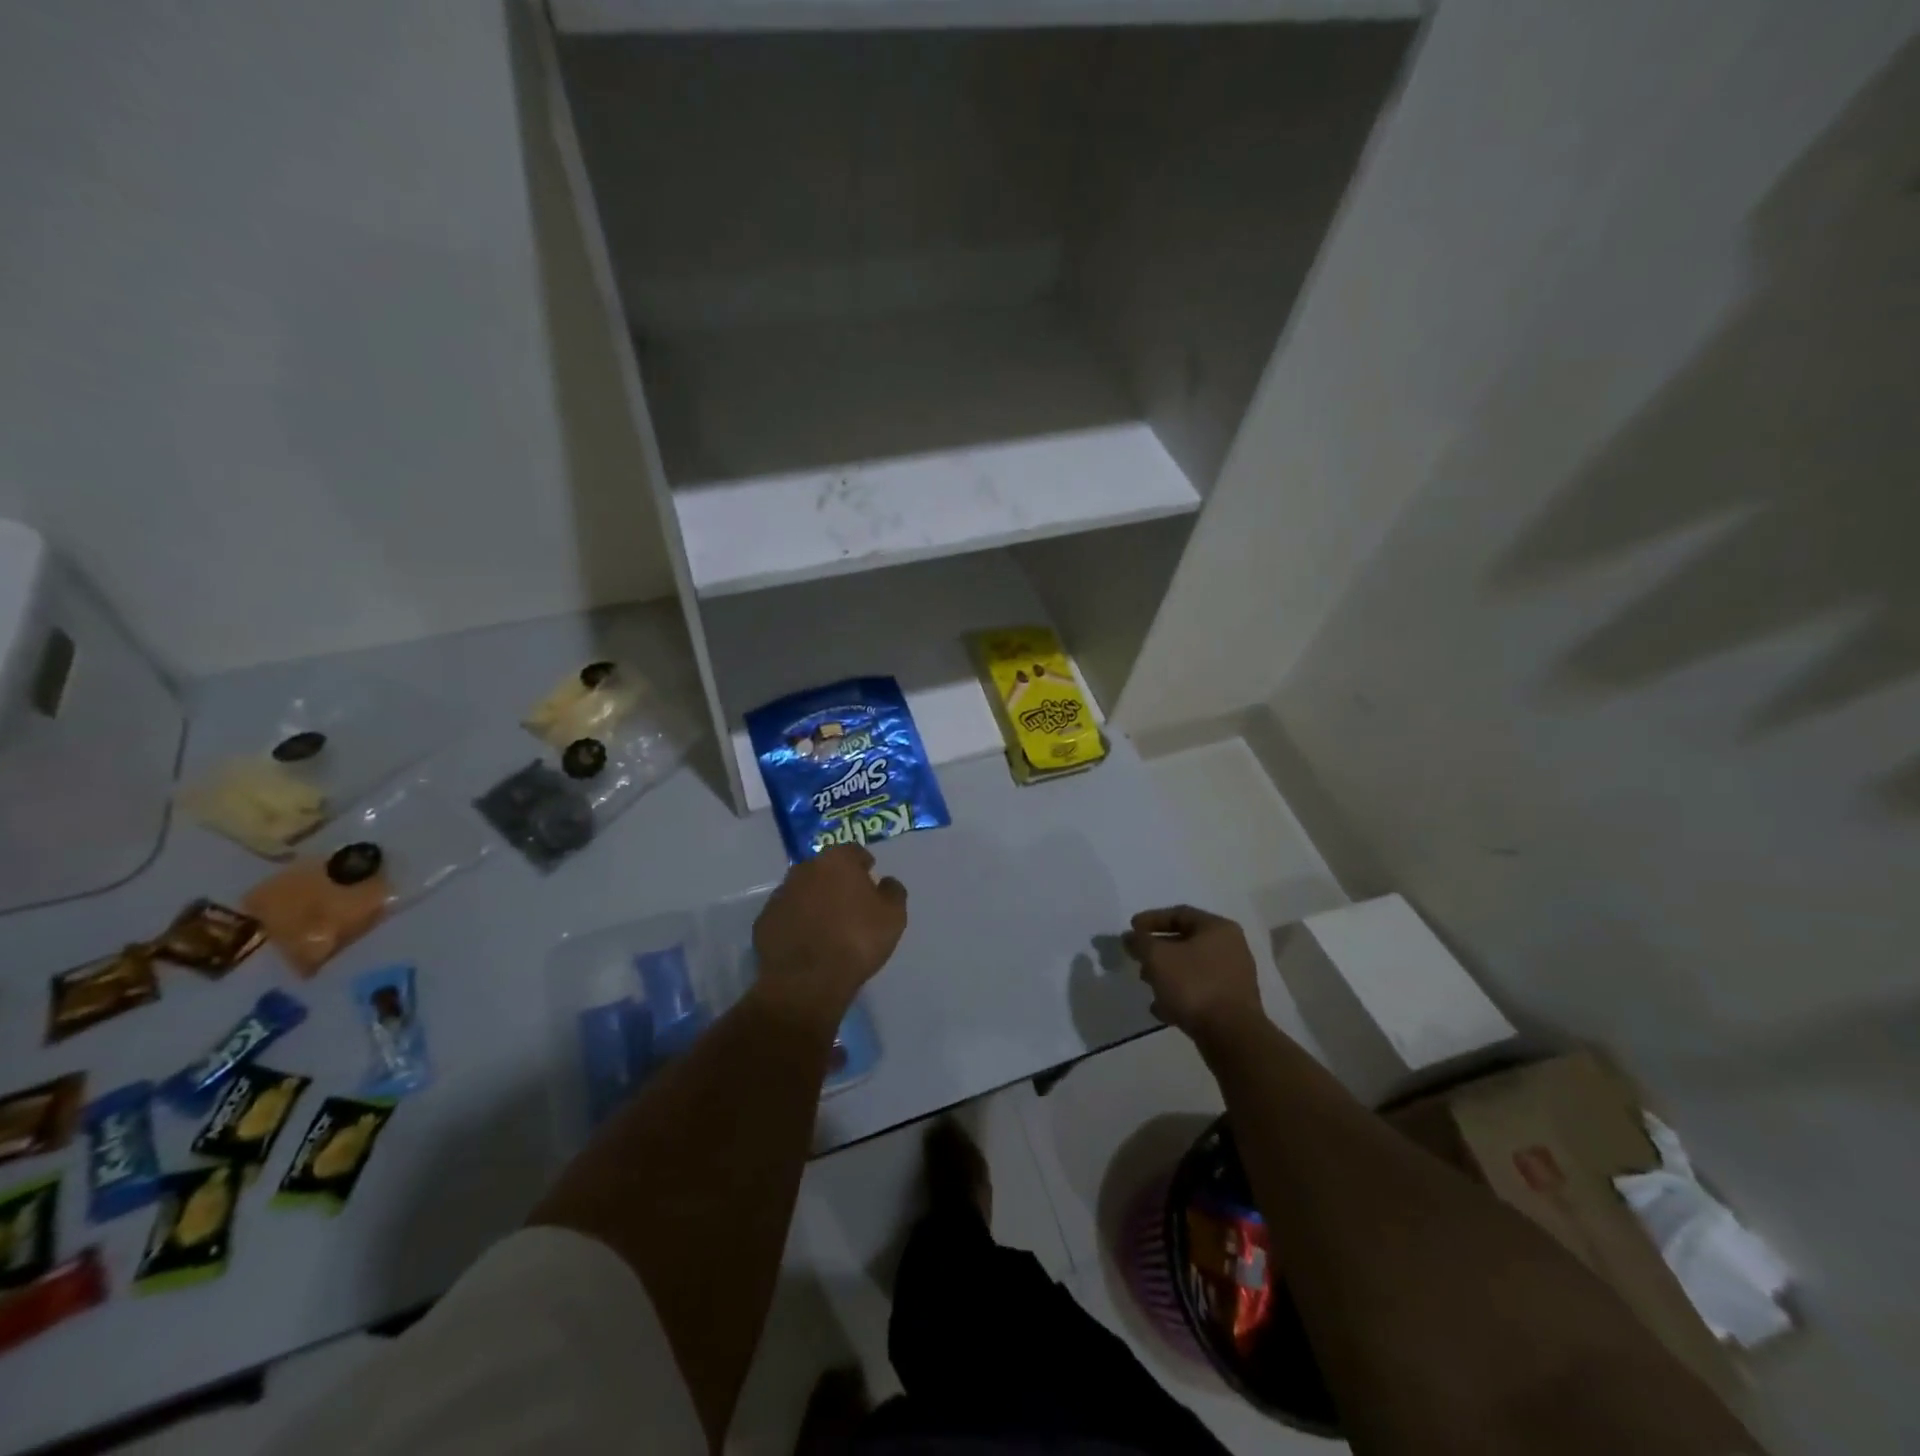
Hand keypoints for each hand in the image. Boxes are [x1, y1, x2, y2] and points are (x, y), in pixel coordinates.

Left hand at [753, 845, 907, 1017]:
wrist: (808, 980)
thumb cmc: (857, 940)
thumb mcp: (894, 916)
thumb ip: (893, 891)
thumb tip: (886, 882)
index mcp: (836, 861)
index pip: (853, 851)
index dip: (863, 865)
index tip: (869, 879)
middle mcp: (804, 869)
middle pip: (824, 868)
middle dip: (835, 880)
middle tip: (848, 903)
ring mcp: (780, 894)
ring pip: (802, 890)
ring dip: (813, 900)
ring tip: (826, 925)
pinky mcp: (764, 921)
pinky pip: (786, 915)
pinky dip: (796, 922)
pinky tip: (806, 941)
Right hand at [1122, 905, 1262, 1041]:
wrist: (1232, 1036)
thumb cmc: (1194, 985)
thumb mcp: (1157, 958)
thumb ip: (1140, 942)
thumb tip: (1130, 937)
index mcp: (1218, 929)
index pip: (1179, 914)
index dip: (1151, 919)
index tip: (1131, 930)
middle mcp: (1231, 948)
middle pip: (1186, 941)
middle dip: (1158, 950)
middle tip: (1138, 958)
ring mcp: (1233, 977)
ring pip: (1192, 968)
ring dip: (1166, 974)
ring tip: (1147, 985)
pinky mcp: (1232, 1004)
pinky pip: (1200, 991)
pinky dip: (1179, 995)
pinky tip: (1162, 1009)